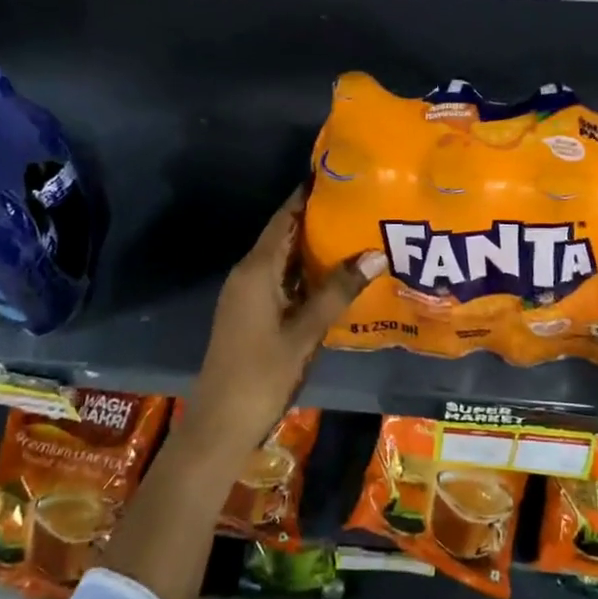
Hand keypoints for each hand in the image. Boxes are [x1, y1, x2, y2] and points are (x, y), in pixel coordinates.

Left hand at [178, 189, 382, 460]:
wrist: (220, 424)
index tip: (338, 175)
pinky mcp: (250, 313)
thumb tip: (376, 252)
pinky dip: (305, 272)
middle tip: (359, 204)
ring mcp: (246, 295)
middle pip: (283, 235)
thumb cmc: (262, 374)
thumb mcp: (306, 331)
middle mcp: (248, 273)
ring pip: (282, 259)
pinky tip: (334, 277)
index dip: (307, 194)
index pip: (284, 217)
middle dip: (317, 218)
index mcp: (256, 269)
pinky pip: (280, 279)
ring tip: (355, 233)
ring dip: (313, 247)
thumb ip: (338, 291)